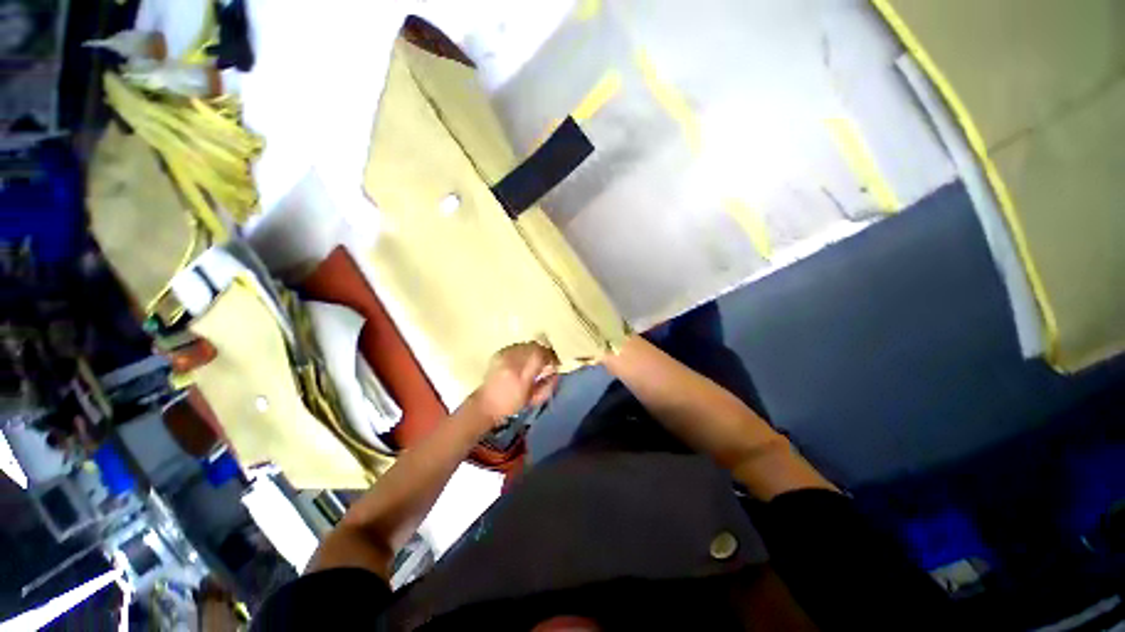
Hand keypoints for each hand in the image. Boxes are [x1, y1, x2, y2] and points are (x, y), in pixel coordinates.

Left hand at [469, 342, 559, 423]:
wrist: (485, 404)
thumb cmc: (511, 406)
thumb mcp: (533, 400)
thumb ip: (547, 385)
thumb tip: (556, 371)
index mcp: (521, 377)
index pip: (539, 356)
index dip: (550, 356)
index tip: (555, 362)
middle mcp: (511, 362)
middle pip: (533, 346)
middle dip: (543, 351)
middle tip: (548, 360)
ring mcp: (503, 356)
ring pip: (525, 344)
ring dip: (534, 350)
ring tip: (536, 359)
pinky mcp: (498, 353)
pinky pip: (517, 346)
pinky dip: (524, 350)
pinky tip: (524, 358)